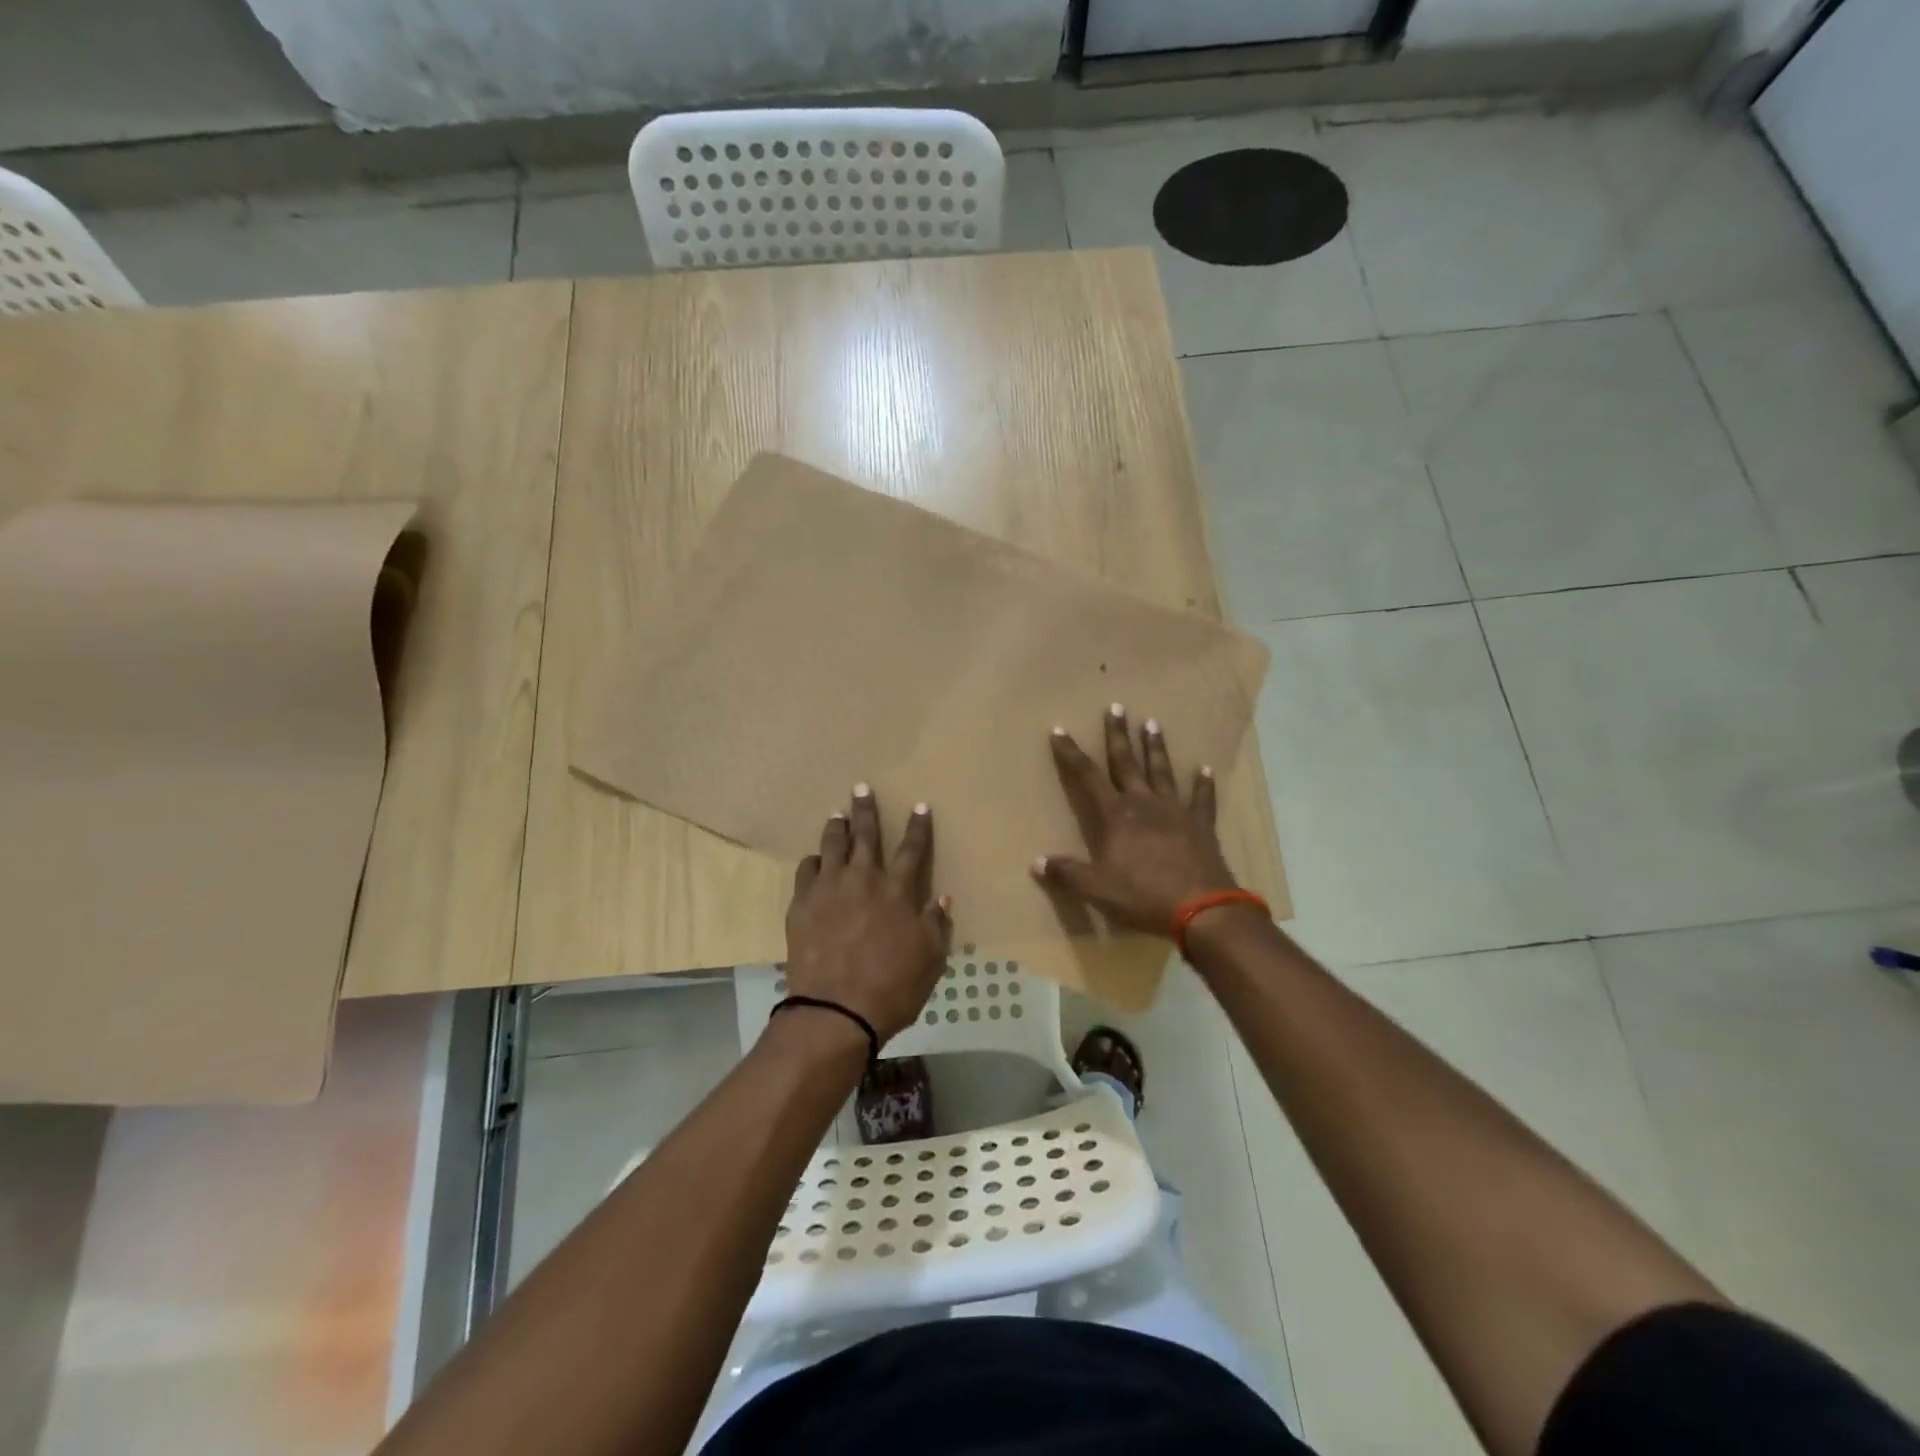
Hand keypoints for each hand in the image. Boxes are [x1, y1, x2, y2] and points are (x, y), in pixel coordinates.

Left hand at [785, 785, 952, 1043]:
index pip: (913, 849)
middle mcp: (864, 879)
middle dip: (866, 809)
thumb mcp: (930, 960)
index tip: (920, 806)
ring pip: (832, 845)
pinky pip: (806, 870)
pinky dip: (813, 861)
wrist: (836, 1010)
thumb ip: (936, 924)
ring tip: (836, 814)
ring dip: (836, 827)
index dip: (918, 826)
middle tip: (861, 788)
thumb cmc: (892, 987)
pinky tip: (814, 860)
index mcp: (899, 891)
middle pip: (866, 835)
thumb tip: (941, 897)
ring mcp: (830, 888)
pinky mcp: (802, 903)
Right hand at [1032, 704, 1237, 937]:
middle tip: (1117, 707)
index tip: (1060, 730)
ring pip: (1162, 771)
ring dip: (1156, 747)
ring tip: (1152, 723)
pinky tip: (1205, 769)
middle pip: (1127, 762)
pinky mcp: (1201, 825)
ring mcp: (1176, 811)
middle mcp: (1144, 803)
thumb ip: (1067, 873)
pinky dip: (1203, 783)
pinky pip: (1202, 798)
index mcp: (1116, 815)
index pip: (1087, 776)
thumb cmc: (1143, 895)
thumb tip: (1036, 863)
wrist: (1202, 907)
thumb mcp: (1097, 888)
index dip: (1071, 753)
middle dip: (1118, 735)